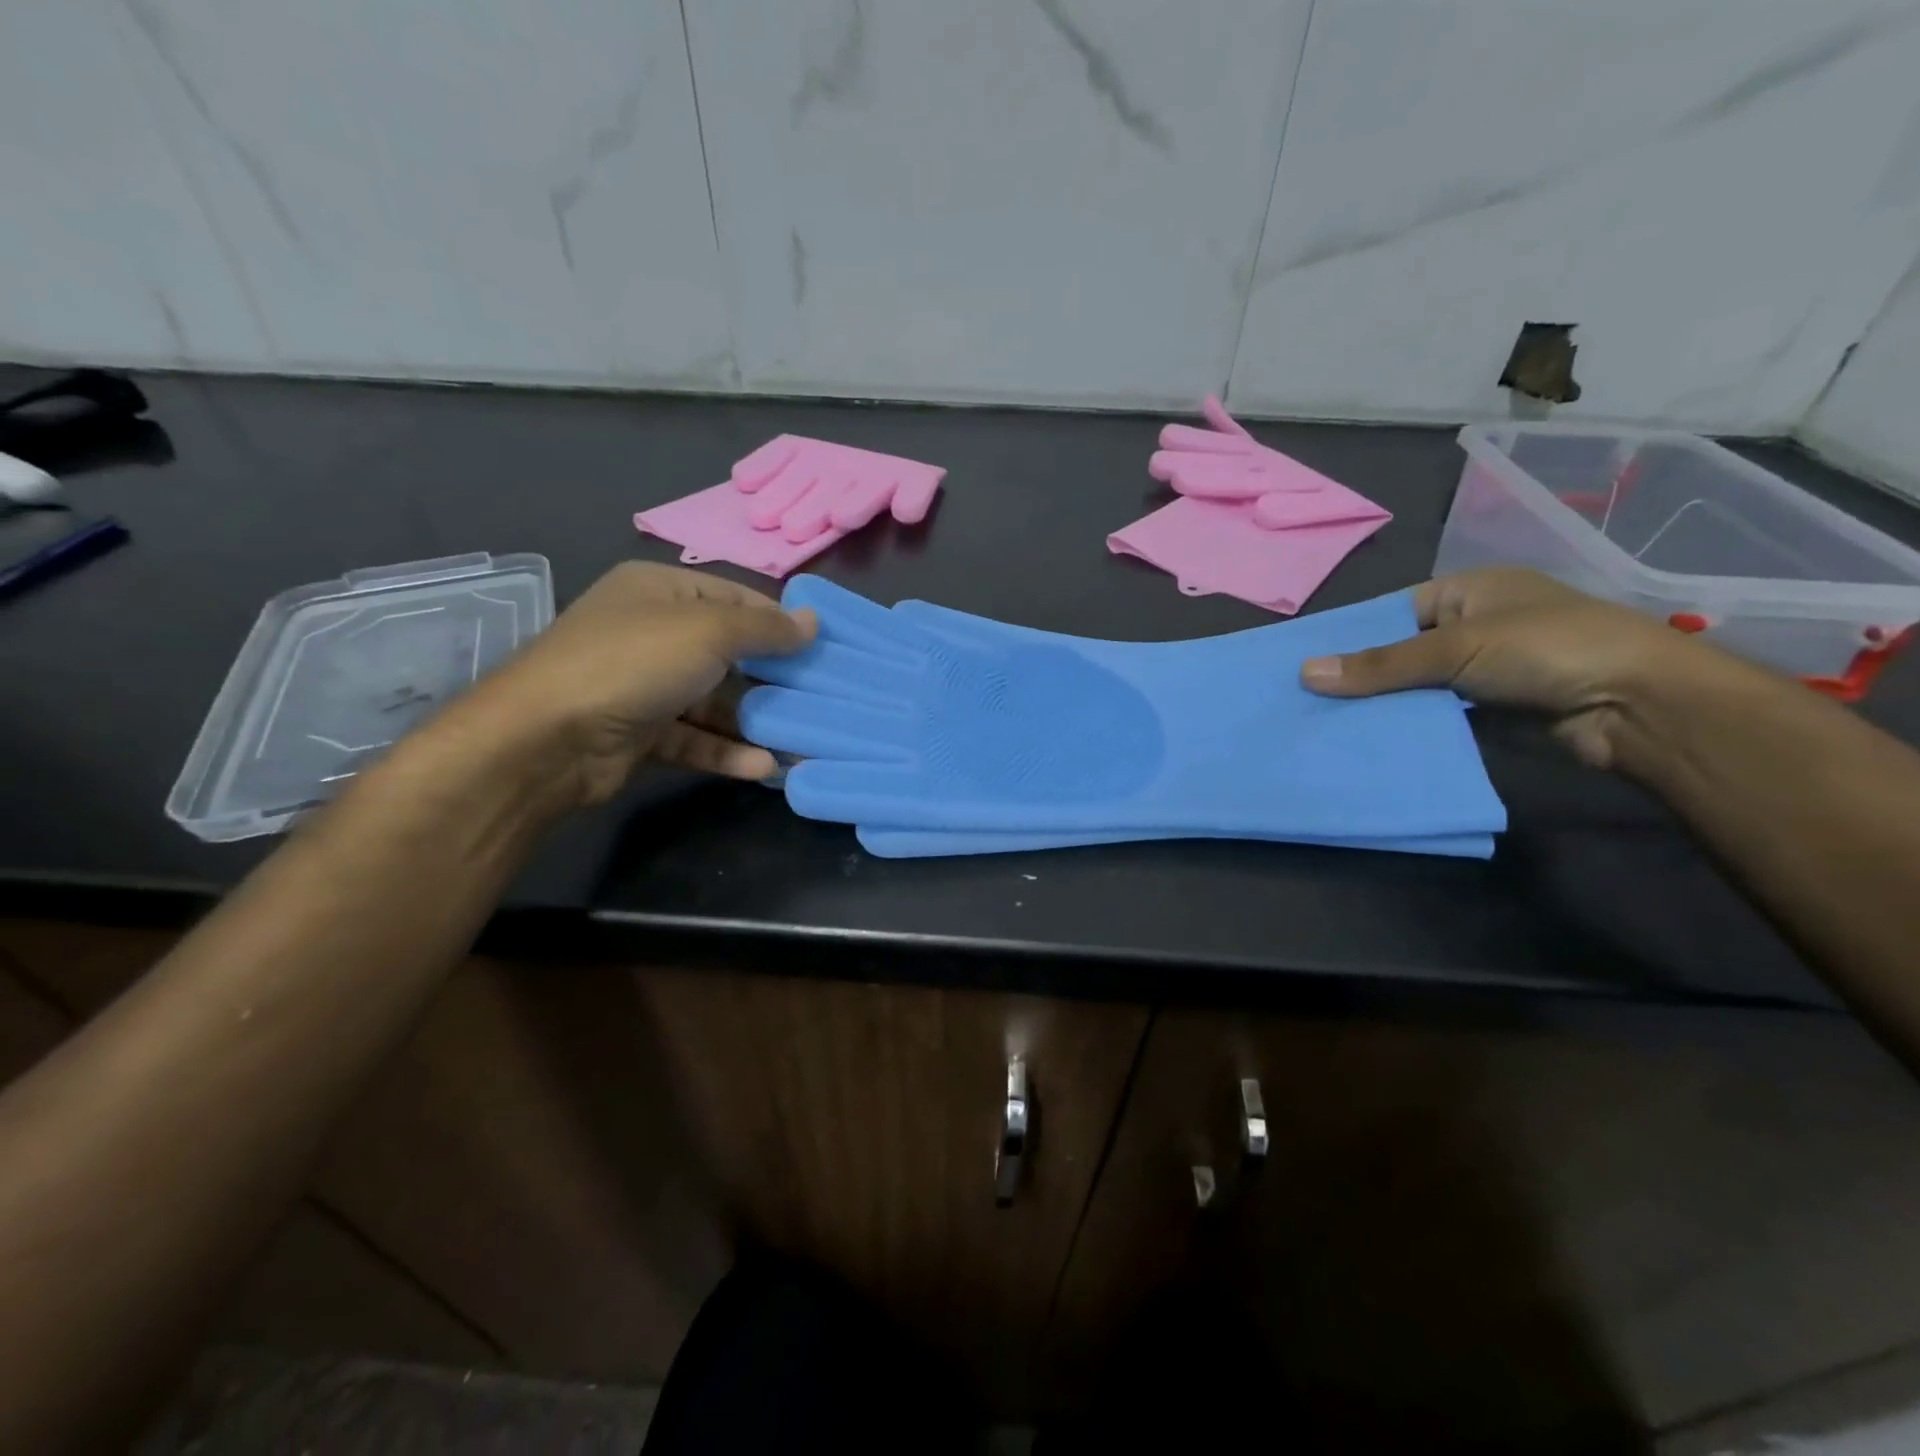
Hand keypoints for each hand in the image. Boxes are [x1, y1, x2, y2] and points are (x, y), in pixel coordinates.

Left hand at [432, 563, 815, 809]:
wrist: (548, 738)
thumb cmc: (634, 662)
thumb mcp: (709, 631)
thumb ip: (765, 628)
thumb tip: (814, 621)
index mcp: (660, 591)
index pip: (733, 597)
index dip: (778, 619)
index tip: (822, 646)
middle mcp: (652, 632)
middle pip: (727, 652)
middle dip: (773, 676)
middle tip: (822, 695)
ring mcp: (644, 685)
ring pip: (713, 700)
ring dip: (754, 722)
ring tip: (801, 741)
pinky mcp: (642, 732)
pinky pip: (695, 737)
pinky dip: (727, 751)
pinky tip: (764, 768)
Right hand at [1299, 568, 1750, 768]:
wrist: (1639, 706)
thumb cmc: (1546, 649)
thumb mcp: (1456, 648)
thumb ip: (1382, 664)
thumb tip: (1305, 673)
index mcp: (1468, 591)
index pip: (1392, 612)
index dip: (1351, 636)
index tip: (1304, 663)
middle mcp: (1474, 625)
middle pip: (1401, 651)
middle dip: (1362, 676)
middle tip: (1306, 701)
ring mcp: (1485, 669)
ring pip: (1417, 686)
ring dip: (1384, 705)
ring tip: (1327, 724)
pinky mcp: (1494, 709)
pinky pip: (1437, 714)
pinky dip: (1411, 726)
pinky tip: (1371, 740)